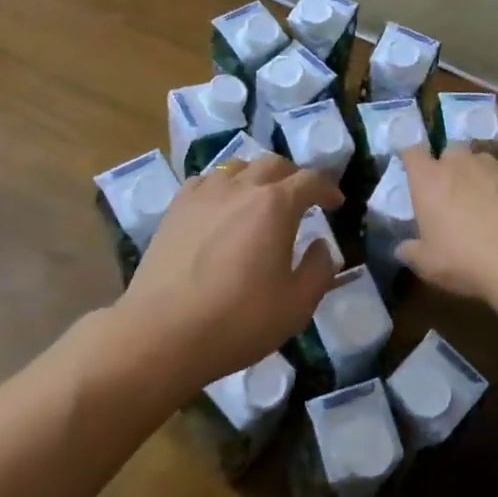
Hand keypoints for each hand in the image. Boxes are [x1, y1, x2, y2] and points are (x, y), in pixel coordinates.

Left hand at [118, 154, 341, 391]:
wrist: (162, 333)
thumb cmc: (237, 321)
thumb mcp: (296, 305)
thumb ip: (319, 270)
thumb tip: (322, 245)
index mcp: (275, 205)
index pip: (310, 181)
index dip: (327, 189)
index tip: (335, 203)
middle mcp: (241, 187)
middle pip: (273, 164)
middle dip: (294, 176)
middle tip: (301, 198)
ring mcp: (204, 194)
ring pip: (238, 167)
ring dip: (258, 177)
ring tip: (261, 199)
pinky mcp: (176, 208)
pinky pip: (207, 181)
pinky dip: (224, 187)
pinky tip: (222, 207)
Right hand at [396, 145, 497, 300]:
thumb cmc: (466, 260)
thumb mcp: (428, 265)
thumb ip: (412, 252)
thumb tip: (403, 249)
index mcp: (430, 180)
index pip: (412, 153)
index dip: (411, 160)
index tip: (413, 174)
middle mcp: (461, 164)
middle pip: (450, 151)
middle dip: (449, 166)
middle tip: (451, 195)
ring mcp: (496, 167)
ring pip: (481, 163)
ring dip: (479, 178)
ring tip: (485, 207)